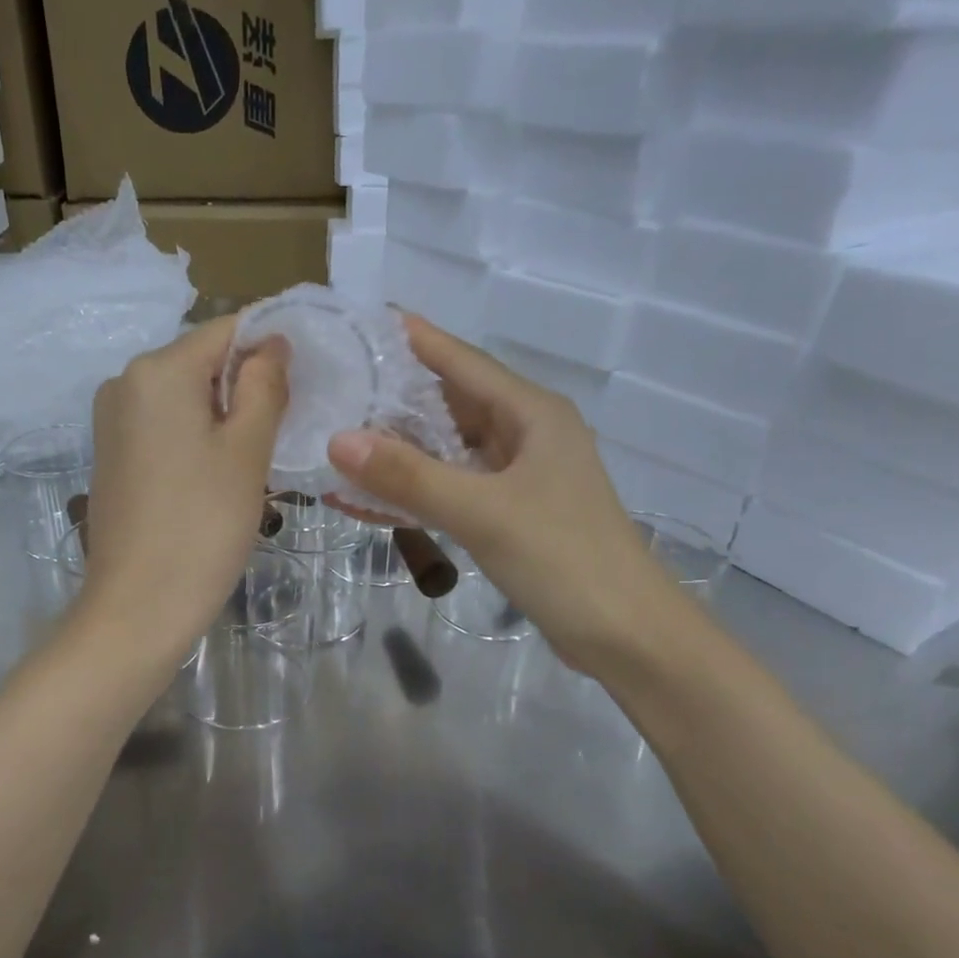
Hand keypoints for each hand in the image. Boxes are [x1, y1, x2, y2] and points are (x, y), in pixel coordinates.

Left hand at [81, 315, 288, 659]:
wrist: (138, 607)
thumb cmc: (203, 525)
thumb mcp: (247, 451)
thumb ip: (264, 386)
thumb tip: (271, 343)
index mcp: (157, 370)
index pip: (228, 331)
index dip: (273, 345)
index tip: (310, 376)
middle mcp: (125, 382)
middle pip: (203, 362)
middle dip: (248, 384)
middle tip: (290, 426)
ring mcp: (112, 420)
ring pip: (185, 397)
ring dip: (225, 414)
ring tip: (257, 457)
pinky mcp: (111, 455)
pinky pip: (164, 426)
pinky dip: (197, 436)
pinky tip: (218, 475)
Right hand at [327, 314, 688, 673]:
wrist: (624, 634)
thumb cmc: (564, 559)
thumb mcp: (482, 512)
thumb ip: (410, 477)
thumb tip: (338, 440)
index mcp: (531, 413)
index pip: (461, 361)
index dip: (413, 339)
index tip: (362, 323)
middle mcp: (526, 435)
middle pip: (450, 403)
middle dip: (394, 398)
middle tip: (334, 388)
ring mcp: (519, 477)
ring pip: (448, 449)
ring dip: (399, 450)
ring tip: (338, 440)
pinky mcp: (511, 515)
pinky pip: (452, 489)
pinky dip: (415, 491)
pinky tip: (369, 497)